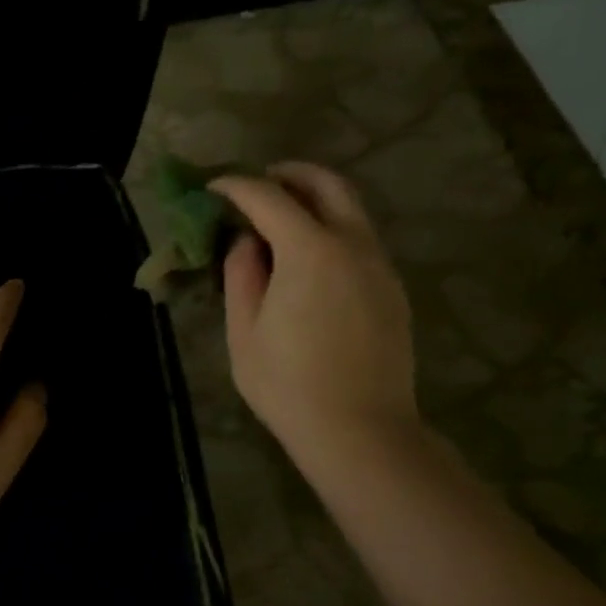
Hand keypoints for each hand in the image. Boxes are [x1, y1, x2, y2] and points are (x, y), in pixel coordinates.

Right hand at [209, 163, 420, 476]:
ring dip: (315, 200)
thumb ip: (241, 275)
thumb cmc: (288, 385)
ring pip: (351, 210)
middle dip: (289, 174)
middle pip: (327, 185)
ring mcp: (379, 266)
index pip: (268, 198)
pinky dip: (334, 229)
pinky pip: (362, 240)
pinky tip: (311, 259)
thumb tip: (245, 243)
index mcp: (310, 251)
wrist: (360, 431)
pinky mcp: (392, 289)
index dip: (236, 186)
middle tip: (259, 183)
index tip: (214, 189)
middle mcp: (353, 245)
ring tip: (282, 218)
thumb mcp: (245, 332)